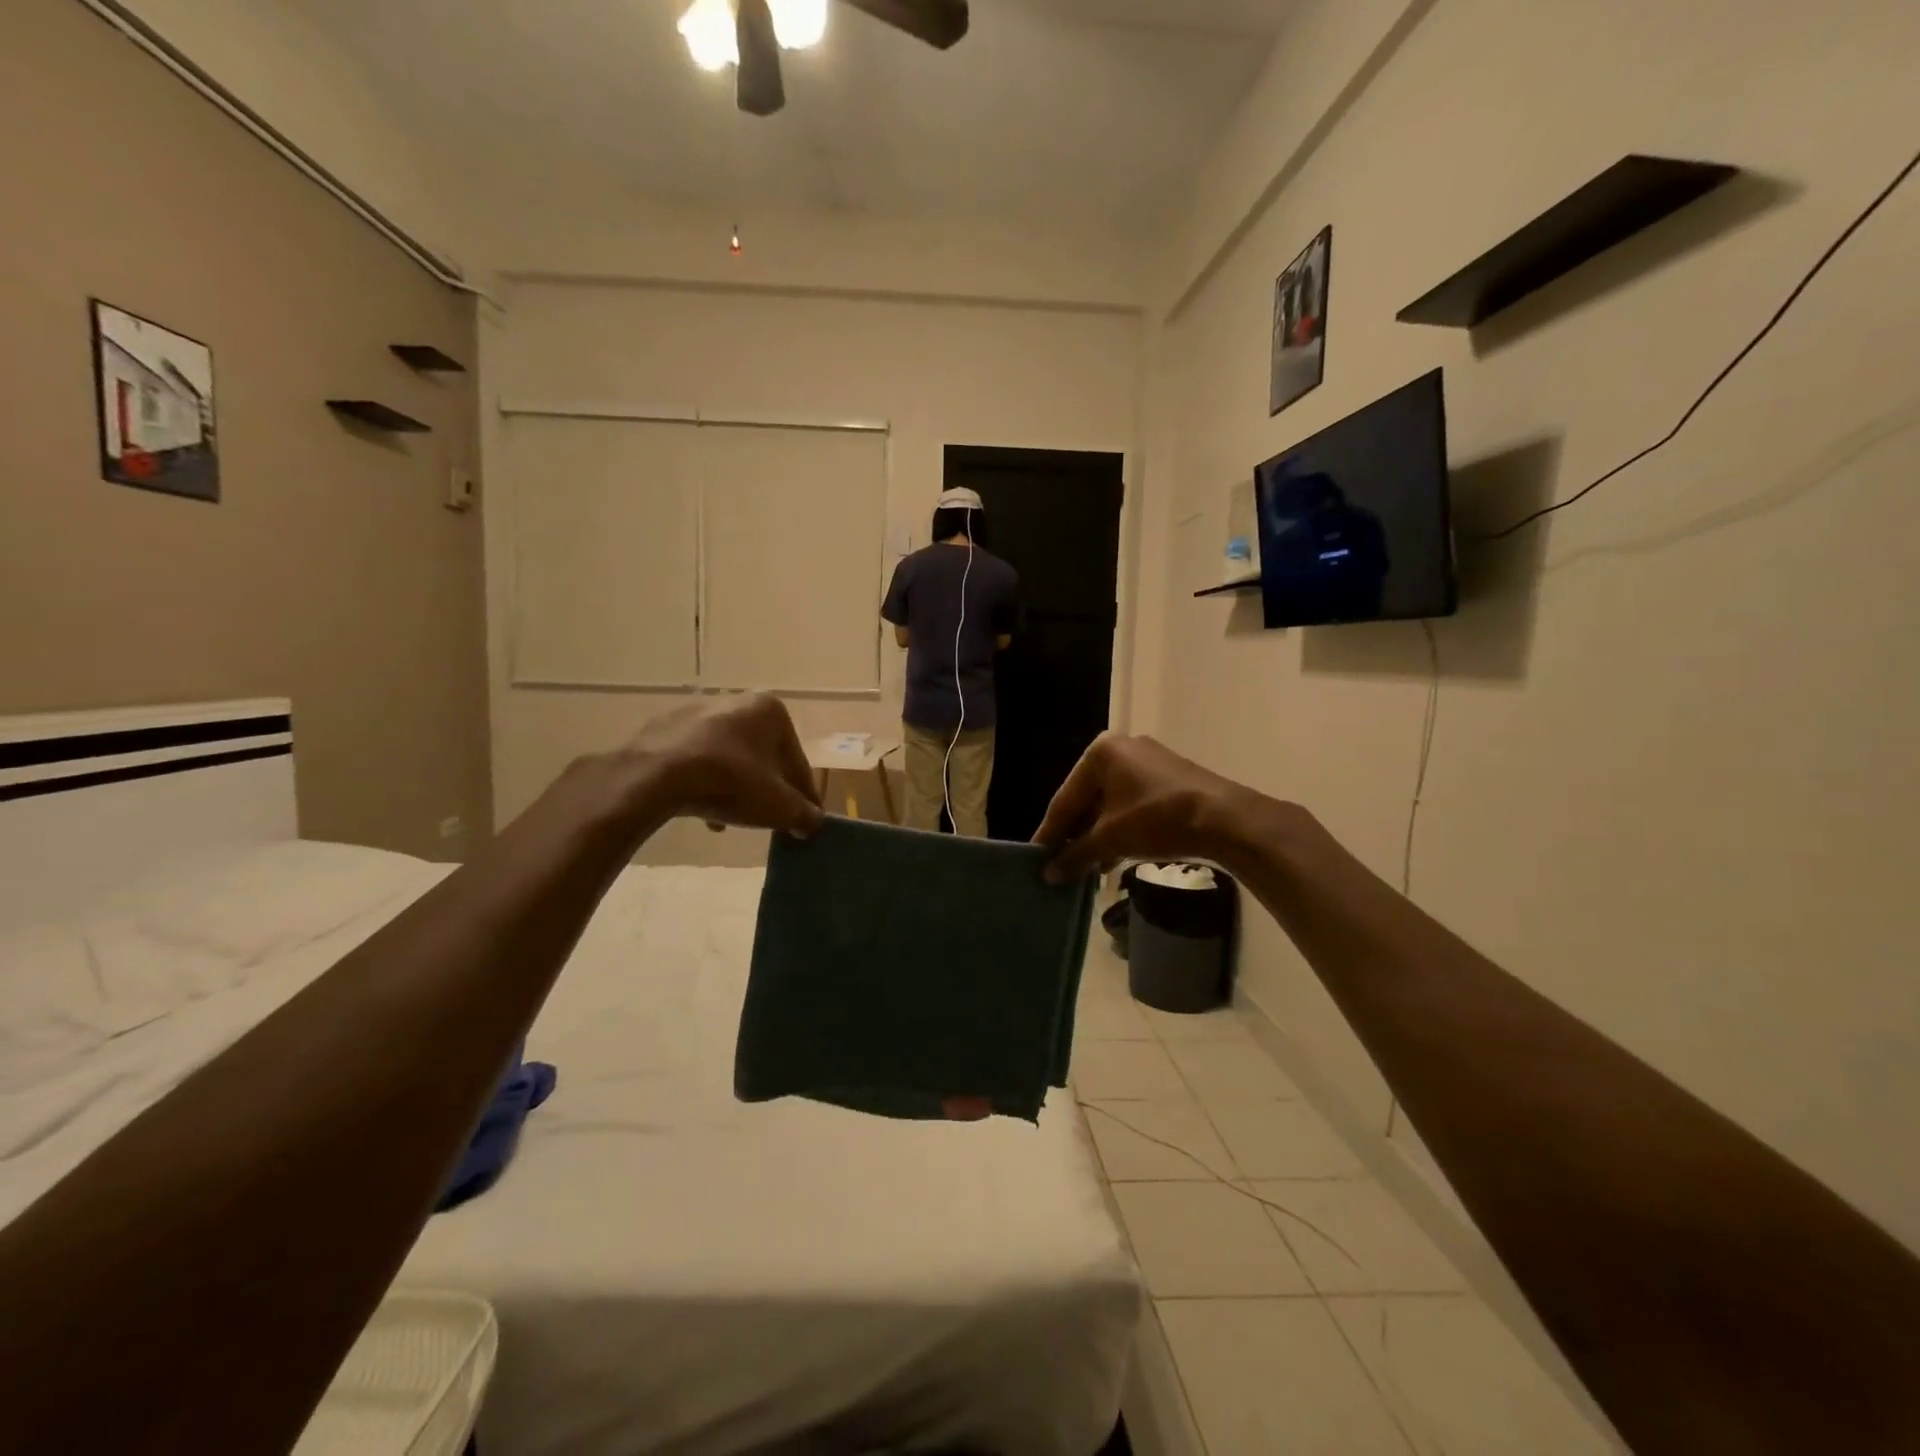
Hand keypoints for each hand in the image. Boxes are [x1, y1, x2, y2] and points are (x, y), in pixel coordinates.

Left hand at [624, 695, 823, 837]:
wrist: (654, 776)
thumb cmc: (729, 782)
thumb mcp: (778, 806)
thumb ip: (803, 814)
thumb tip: (814, 822)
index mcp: (770, 710)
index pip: (797, 760)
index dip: (804, 795)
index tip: (806, 819)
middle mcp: (736, 700)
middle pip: (762, 754)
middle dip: (767, 787)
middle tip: (770, 817)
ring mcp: (696, 711)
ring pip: (729, 756)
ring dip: (736, 787)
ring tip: (732, 820)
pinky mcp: (664, 727)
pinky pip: (697, 758)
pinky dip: (705, 781)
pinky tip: (703, 811)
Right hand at [1033, 734, 1272, 881]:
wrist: (1224, 819)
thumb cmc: (1157, 819)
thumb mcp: (1111, 838)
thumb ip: (1076, 854)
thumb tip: (1049, 875)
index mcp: (1100, 752)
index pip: (1065, 798)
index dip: (1050, 832)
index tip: (1037, 857)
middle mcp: (1122, 748)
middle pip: (1088, 798)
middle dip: (1076, 835)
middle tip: (1061, 864)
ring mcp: (1148, 761)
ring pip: (1111, 803)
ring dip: (1098, 836)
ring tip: (1086, 868)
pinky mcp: (1169, 777)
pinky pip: (1132, 803)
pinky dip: (1120, 828)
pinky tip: (1113, 858)